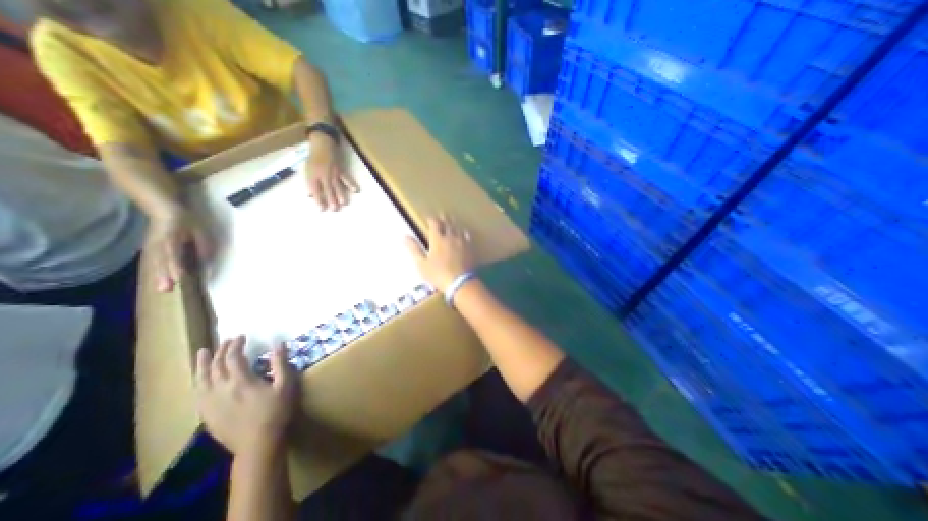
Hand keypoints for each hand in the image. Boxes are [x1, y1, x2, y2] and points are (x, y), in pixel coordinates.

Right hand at [146, 207, 213, 292]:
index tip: (179, 277)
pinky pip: (157, 261)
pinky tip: (161, 281)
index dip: (175, 266)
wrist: (164, 209)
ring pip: (158, 264)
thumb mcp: (198, 231)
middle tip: (167, 289)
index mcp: (171, 238)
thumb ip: (202, 244)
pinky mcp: (153, 248)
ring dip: (160, 277)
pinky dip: (159, 271)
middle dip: (165, 276)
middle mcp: (160, 244)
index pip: (173, 255)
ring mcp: (154, 246)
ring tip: (163, 289)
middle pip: (163, 262)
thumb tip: (206, 259)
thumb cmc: (187, 221)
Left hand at [193, 339, 295, 456]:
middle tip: (228, 340)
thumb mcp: (285, 385)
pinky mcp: (207, 414)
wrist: (258, 444)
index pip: (234, 357)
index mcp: (241, 381)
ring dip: (203, 364)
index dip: (236, 345)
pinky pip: (198, 393)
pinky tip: (200, 379)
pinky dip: (198, 381)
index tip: (242, 336)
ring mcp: (210, 403)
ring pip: (201, 379)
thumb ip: (281, 363)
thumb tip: (278, 344)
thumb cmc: (276, 412)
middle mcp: (221, 389)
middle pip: (216, 365)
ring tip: (203, 352)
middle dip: (222, 350)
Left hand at [307, 140, 358, 210]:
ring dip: (341, 194)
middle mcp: (323, 175)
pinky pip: (346, 178)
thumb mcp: (307, 171)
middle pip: (327, 190)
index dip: (318, 200)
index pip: (315, 190)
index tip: (321, 209)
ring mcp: (333, 173)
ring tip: (344, 203)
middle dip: (331, 200)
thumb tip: (310, 196)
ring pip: (337, 186)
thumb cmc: (313, 160)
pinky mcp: (341, 170)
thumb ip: (310, 184)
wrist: (322, 146)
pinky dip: (351, 184)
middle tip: (334, 209)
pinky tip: (356, 190)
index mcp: (313, 176)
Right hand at [404, 214, 474, 290]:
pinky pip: (467, 237)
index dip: (431, 219)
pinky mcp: (470, 248)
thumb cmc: (438, 274)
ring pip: (458, 228)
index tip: (429, 218)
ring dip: (454, 223)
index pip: (434, 224)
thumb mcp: (422, 264)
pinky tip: (464, 233)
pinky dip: (463, 233)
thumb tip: (404, 236)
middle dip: (444, 218)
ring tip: (452, 220)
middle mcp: (450, 237)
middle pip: (447, 223)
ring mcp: (462, 242)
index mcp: (438, 239)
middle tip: (442, 214)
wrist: (460, 282)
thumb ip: (414, 249)